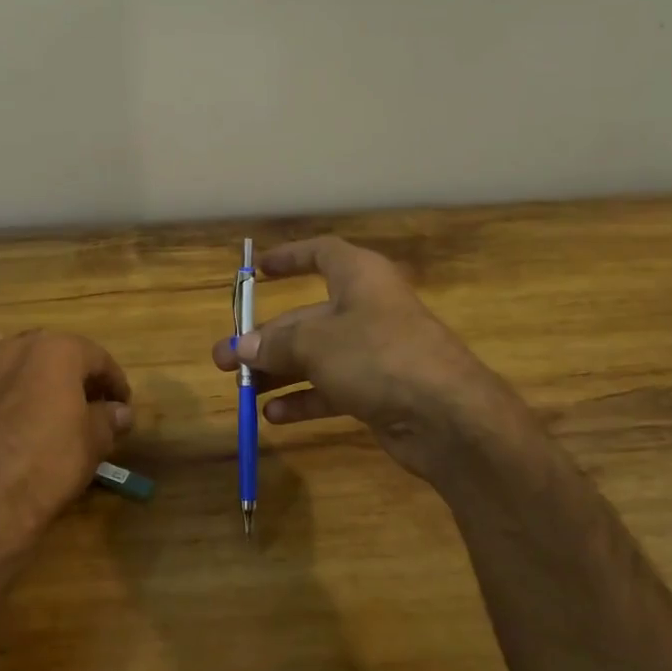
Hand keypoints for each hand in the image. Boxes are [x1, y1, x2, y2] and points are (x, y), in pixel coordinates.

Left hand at [0, 330, 133, 563]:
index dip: (114, 382)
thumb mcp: (94, 441)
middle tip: (88, 403)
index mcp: (57, 350)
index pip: (97, 358)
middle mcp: (16, 347)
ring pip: (10, 356)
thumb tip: (120, 412)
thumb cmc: (51, 460)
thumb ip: (109, 419)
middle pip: (53, 352)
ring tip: (40, 400)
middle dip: (72, 374)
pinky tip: (0, 415)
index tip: (123, 405)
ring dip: (28, 372)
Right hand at [211, 236, 519, 479]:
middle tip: (224, 359)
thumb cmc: (378, 356)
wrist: (447, 416)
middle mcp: (367, 308)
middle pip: (308, 316)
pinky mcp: (380, 389)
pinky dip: (304, 399)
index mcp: (359, 277)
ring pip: (317, 355)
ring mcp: (375, 351)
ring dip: (278, 371)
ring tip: (241, 389)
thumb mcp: (317, 344)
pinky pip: (333, 387)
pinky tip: (273, 416)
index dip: (289, 258)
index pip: (320, 254)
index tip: (259, 270)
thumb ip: (276, 345)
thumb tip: (241, 347)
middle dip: (266, 338)